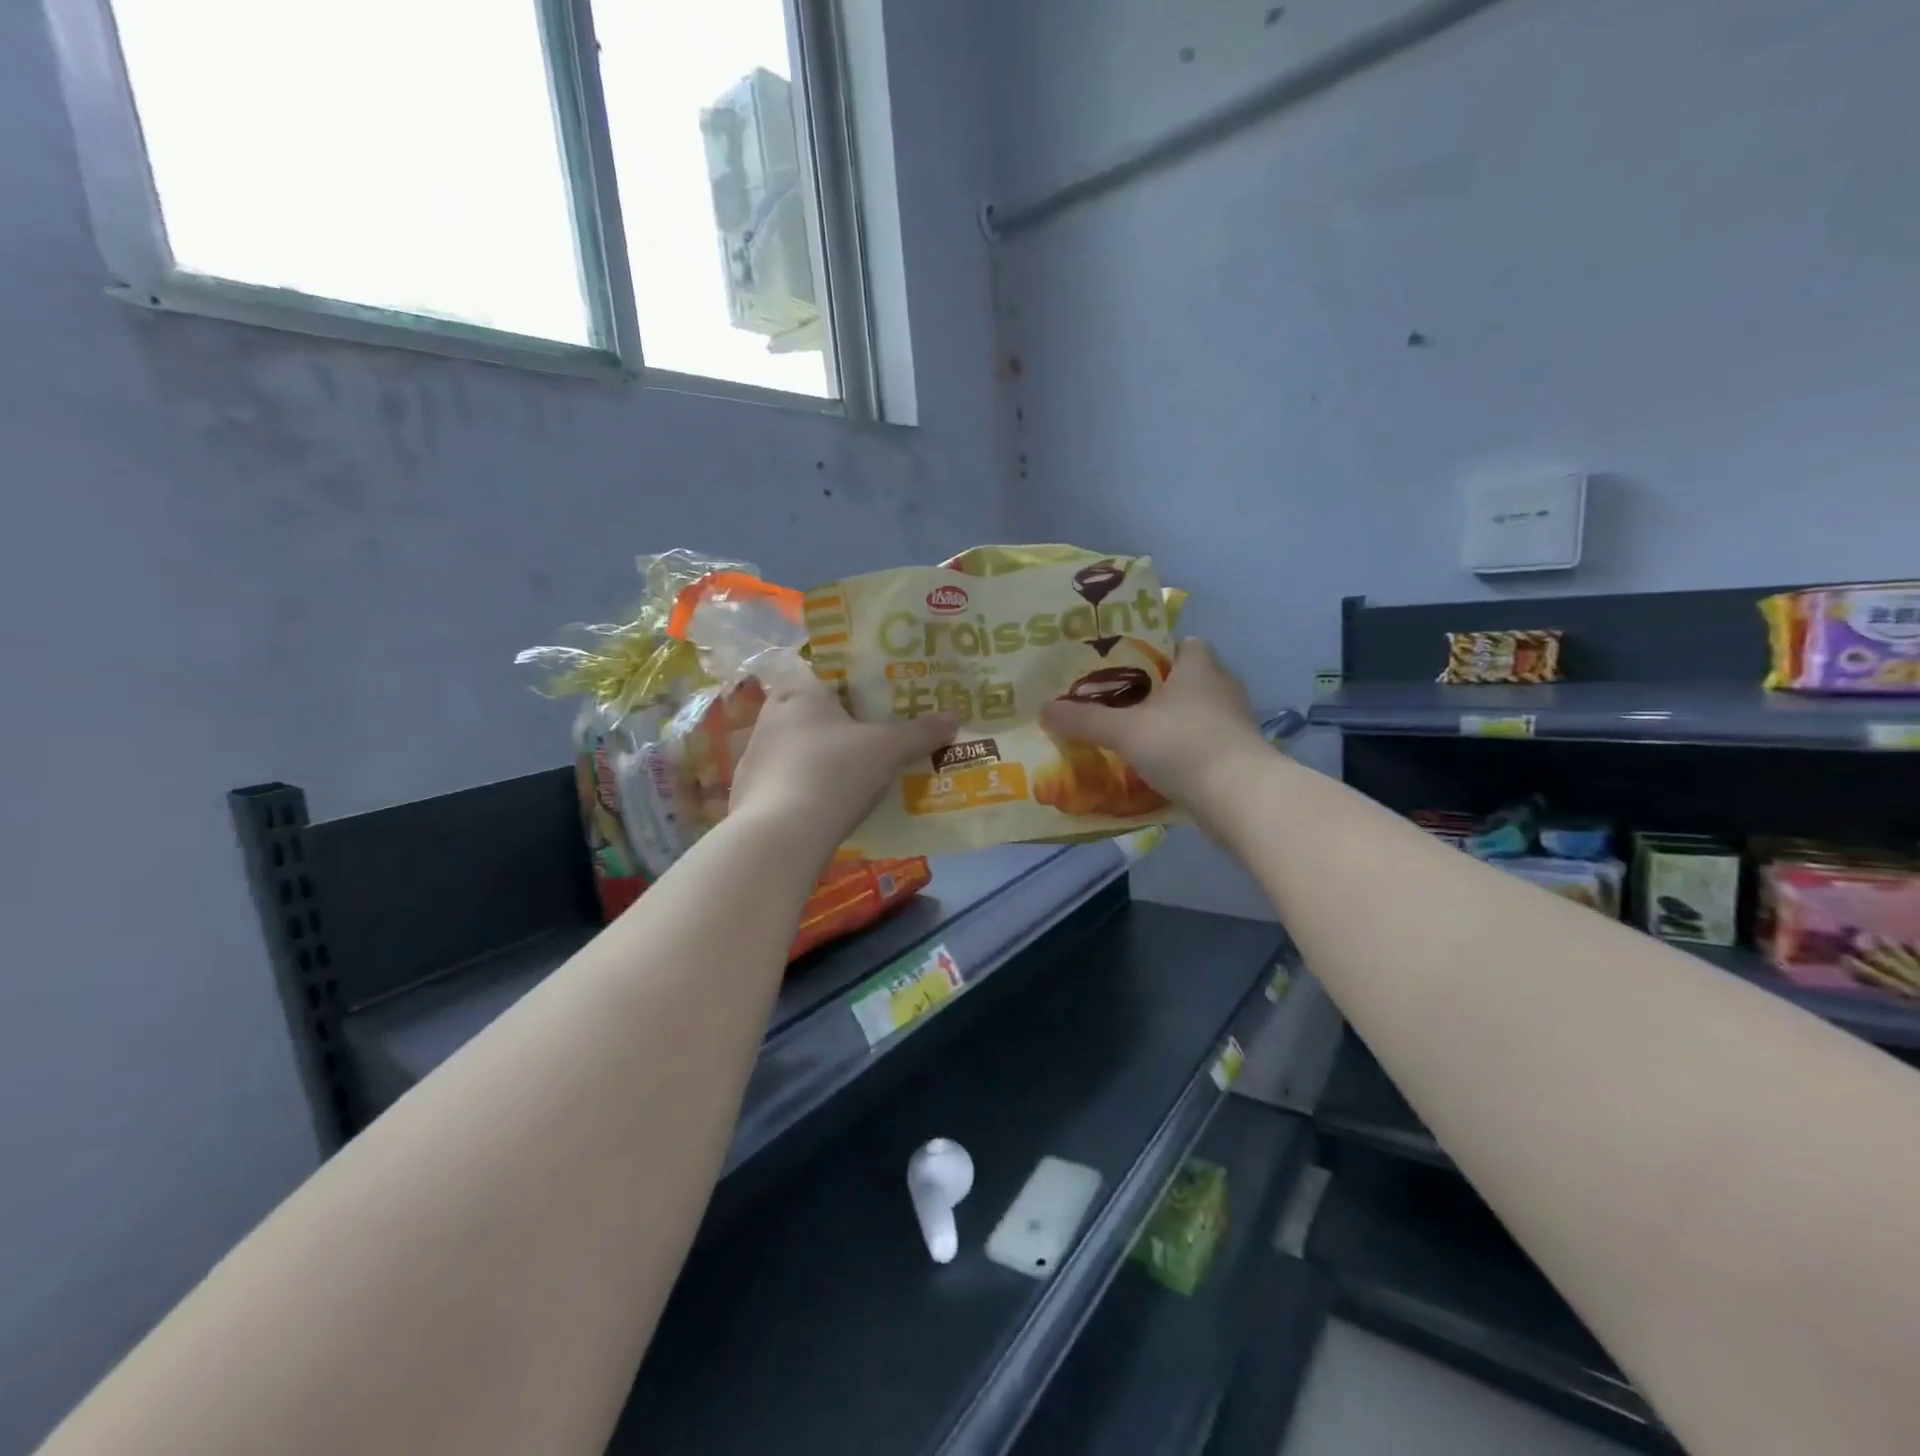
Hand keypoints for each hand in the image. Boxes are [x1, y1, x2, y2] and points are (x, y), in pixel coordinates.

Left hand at [730, 654, 956, 845]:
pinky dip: (809, 786)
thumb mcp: (887, 749)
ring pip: (801, 747)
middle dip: (845, 724)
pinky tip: (831, 803)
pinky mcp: (750, 791)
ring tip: (860, 772)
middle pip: (816, 711)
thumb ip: (920, 732)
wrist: (780, 836)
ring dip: (826, 756)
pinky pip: (789, 779)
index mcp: (799, 690)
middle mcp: (771, 715)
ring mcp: (756, 755)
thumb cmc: (834, 772)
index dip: (858, 685)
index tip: (883, 701)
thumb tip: (954, 718)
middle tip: (879, 736)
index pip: (829, 673)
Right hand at [1040, 638, 1268, 811]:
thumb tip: (1044, 708)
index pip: (1184, 643)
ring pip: (1197, 714)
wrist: (1240, 797)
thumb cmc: (1183, 745)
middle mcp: (1222, 688)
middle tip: (1120, 702)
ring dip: (1172, 723)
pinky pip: (1204, 745)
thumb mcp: (1124, 731)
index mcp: (1200, 667)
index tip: (1127, 666)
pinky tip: (1157, 766)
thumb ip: (1085, 720)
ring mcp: (1234, 724)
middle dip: (1158, 690)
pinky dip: (1184, 752)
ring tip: (1134, 735)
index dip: (1158, 650)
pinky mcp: (1238, 756)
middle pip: (1188, 679)